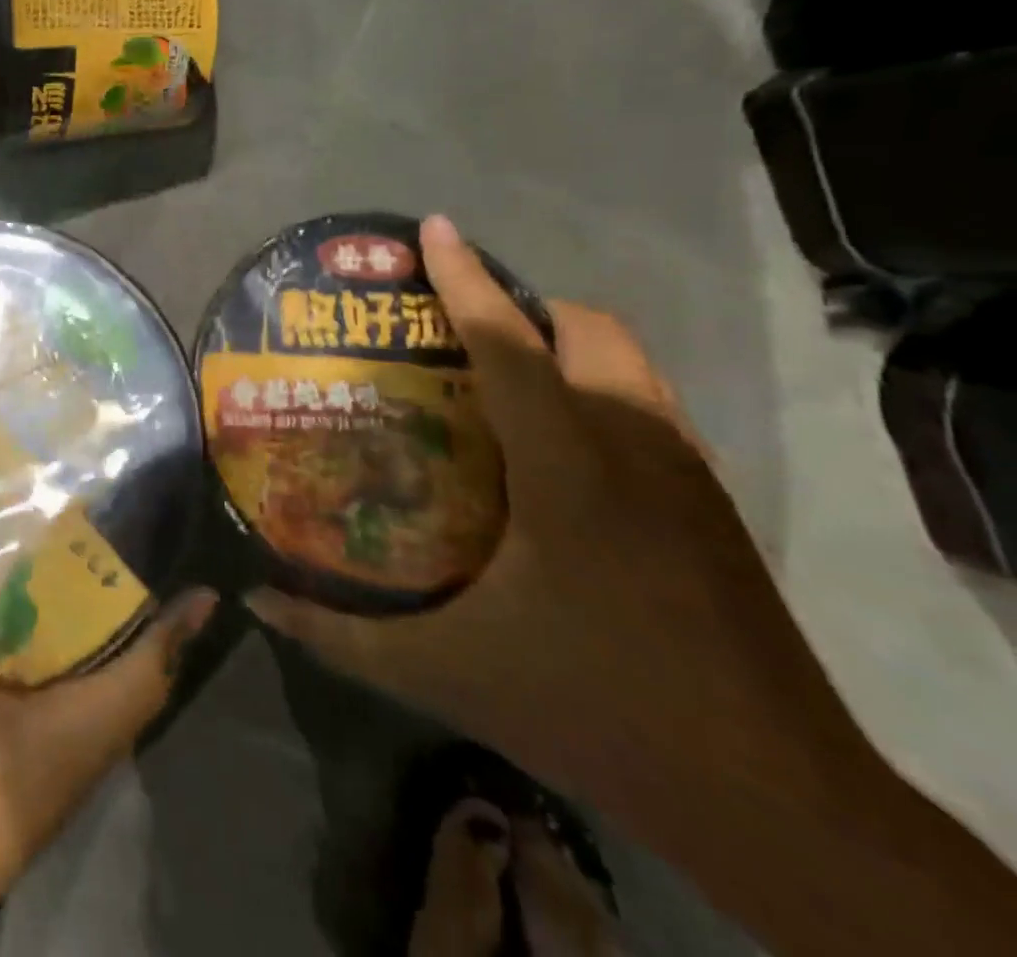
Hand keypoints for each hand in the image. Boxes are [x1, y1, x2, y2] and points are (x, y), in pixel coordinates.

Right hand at [248, 215, 870, 836]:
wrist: (773, 801)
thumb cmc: (592, 710)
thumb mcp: (443, 674)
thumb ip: (339, 633)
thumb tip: (255, 598)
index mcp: (569, 469)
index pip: (510, 345)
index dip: (466, 279)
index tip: (433, 228)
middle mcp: (634, 447)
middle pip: (587, 329)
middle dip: (522, 306)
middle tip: (453, 332)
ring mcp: (685, 473)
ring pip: (628, 361)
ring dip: (562, 344)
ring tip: (496, 376)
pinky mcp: (712, 504)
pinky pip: (647, 404)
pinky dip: (595, 389)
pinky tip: (555, 449)